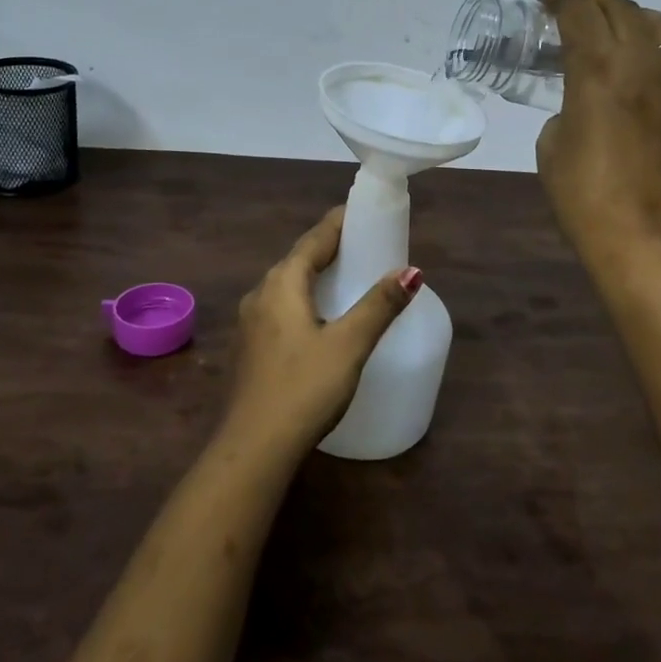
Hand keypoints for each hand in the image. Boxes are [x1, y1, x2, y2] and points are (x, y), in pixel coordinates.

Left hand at [225, 208, 422, 451]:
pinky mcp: (249, 349)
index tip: (363, 212)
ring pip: (287, 286)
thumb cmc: (303, 388)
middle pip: (298, 259)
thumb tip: (411, 271)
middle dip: (329, 248)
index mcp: (282, 283)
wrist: (252, 450)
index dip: (339, 223)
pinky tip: (319, 319)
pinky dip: (304, 300)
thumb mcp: (349, 345)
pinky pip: (280, 308)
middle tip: (363, 245)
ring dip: (315, 276)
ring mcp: (249, 323)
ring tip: (346, 277)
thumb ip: (379, 305)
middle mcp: (260, 294)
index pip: (314, 239)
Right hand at [534, 0, 660, 268]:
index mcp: (598, 70)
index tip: (549, 1)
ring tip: (621, 34)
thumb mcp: (552, 144)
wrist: (647, 240)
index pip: (579, 10)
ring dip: (634, 20)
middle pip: (622, 8)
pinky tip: (652, 76)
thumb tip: (584, 102)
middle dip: (595, 4)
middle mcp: (643, 64)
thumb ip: (568, 107)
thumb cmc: (584, 197)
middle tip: (578, 17)